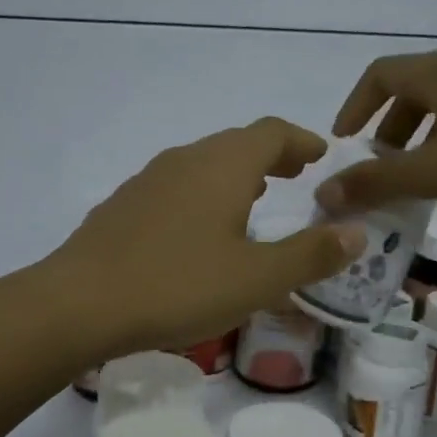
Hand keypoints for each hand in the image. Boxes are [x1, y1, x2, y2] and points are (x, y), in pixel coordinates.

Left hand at [49, 118, 365, 359]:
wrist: (79, 303)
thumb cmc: (178, 286)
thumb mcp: (257, 279)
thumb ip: (310, 255)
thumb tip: (357, 233)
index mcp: (223, 166)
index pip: (272, 133)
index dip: (301, 142)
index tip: (321, 156)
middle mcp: (184, 161)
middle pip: (235, 144)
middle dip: (270, 157)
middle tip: (294, 178)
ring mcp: (147, 181)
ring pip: (202, 166)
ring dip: (234, 177)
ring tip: (252, 202)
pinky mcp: (122, 207)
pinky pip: (174, 189)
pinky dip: (201, 197)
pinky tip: (197, 233)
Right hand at [316, 50, 436, 213]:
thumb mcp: (433, 173)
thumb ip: (377, 182)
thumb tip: (324, 193)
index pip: (378, 76)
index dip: (354, 108)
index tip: (345, 144)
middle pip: (410, 94)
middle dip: (388, 135)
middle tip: (381, 170)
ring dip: (420, 146)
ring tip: (419, 185)